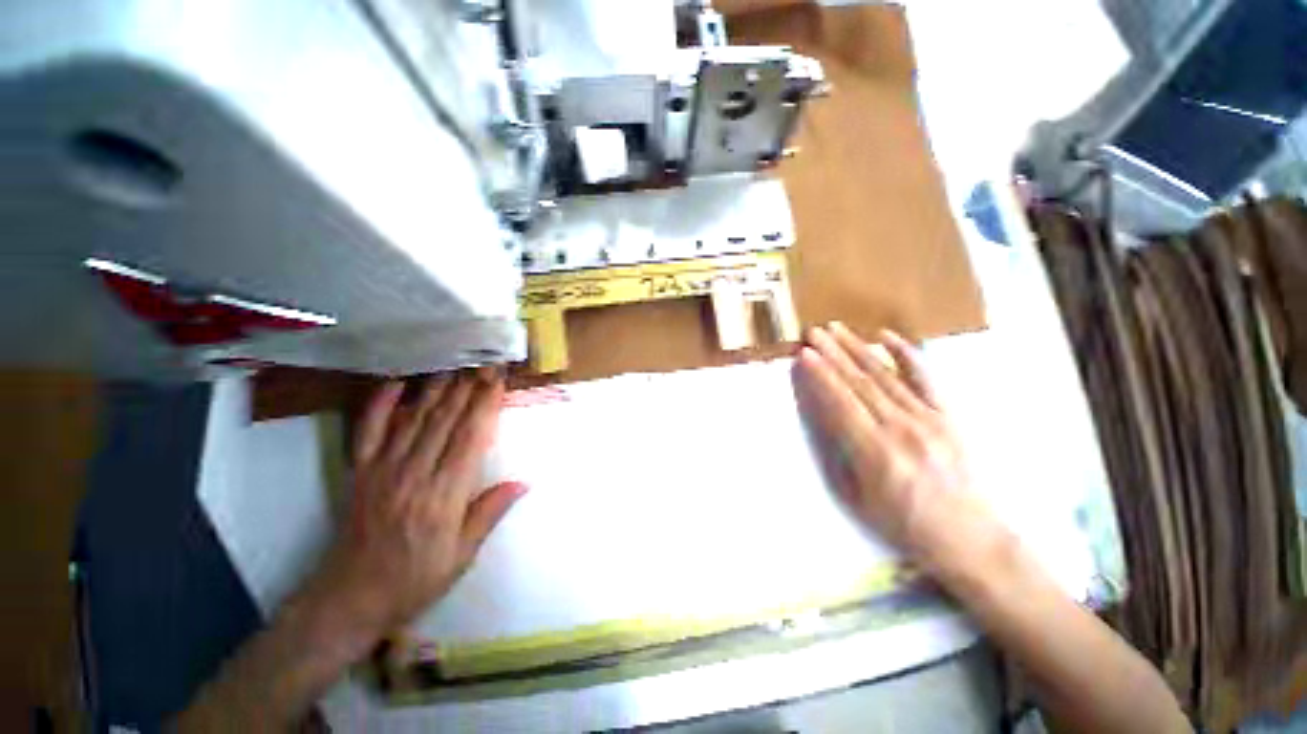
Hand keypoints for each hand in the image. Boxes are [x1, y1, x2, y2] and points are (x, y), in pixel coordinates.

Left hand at [304, 370, 526, 644]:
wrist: (350, 598)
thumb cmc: (415, 579)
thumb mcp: (462, 555)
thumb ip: (489, 513)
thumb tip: (522, 482)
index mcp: (444, 495)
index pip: (471, 438)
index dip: (486, 405)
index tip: (498, 381)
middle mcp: (414, 474)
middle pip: (446, 421)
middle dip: (468, 388)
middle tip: (483, 364)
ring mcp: (383, 470)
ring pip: (414, 419)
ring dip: (436, 389)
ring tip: (455, 366)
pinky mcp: (361, 472)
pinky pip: (369, 431)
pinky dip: (381, 404)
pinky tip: (396, 383)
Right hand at [792, 322, 1006, 581]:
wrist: (969, 538)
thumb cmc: (902, 523)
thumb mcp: (857, 497)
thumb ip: (838, 453)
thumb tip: (822, 414)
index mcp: (876, 453)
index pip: (841, 404)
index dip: (821, 376)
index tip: (805, 354)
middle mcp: (902, 430)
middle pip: (860, 383)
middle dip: (833, 354)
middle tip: (813, 331)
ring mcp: (929, 419)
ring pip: (886, 375)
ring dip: (858, 349)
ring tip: (837, 329)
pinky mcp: (947, 416)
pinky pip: (925, 378)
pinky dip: (906, 354)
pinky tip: (888, 336)